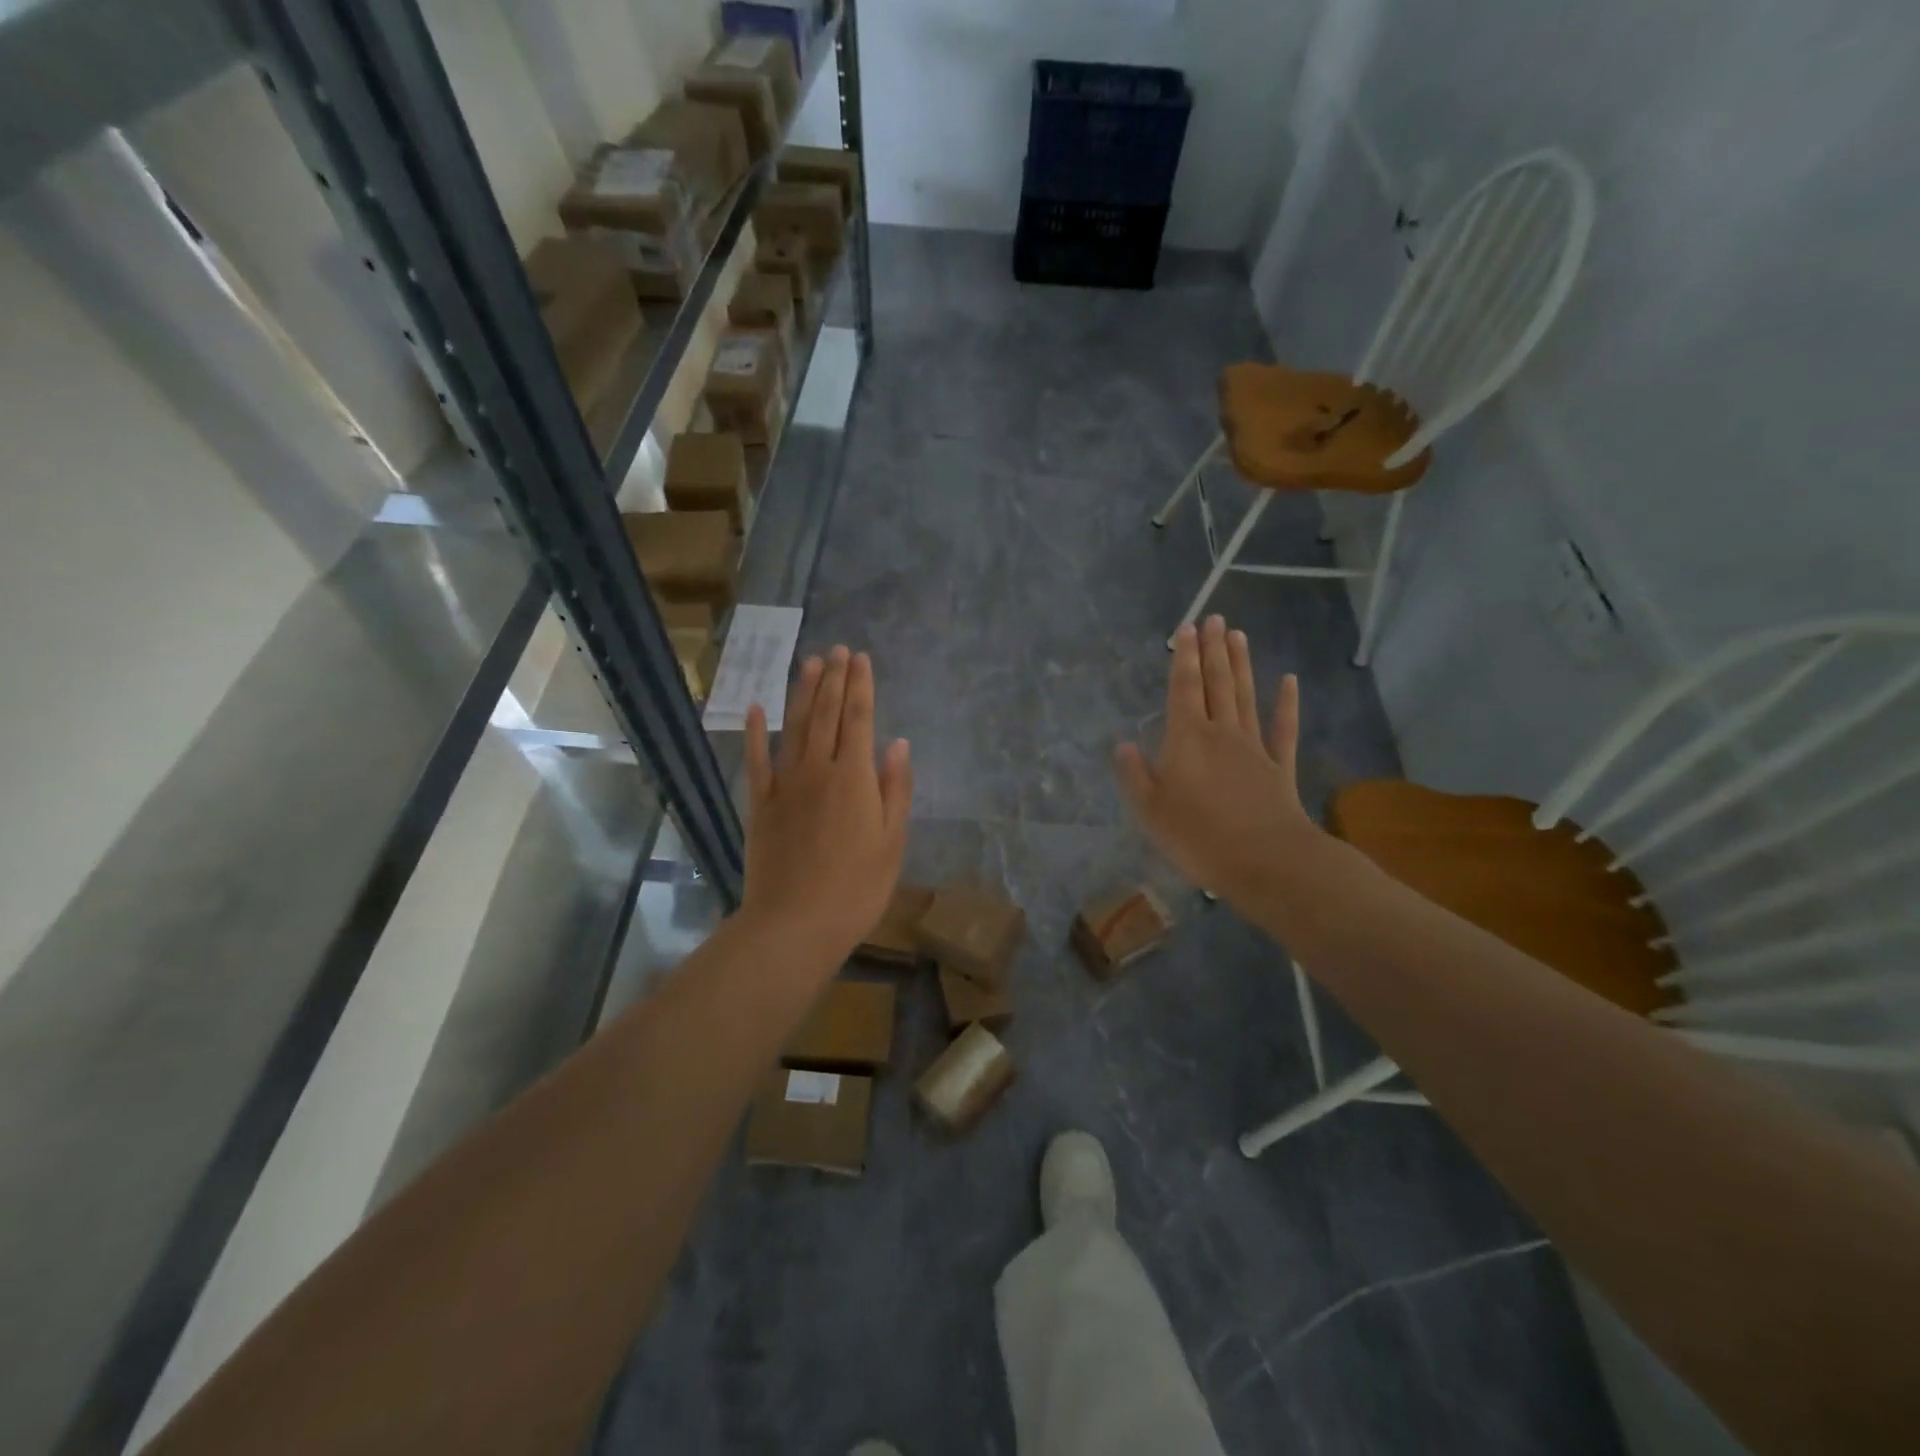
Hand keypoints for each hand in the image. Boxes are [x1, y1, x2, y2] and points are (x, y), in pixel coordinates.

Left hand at [742, 646, 912, 965]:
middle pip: (826, 714)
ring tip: (810, 662)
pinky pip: (757, 760)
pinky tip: (757, 708)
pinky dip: (756, 732)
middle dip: (833, 679)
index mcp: (855, 777)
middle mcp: (819, 769)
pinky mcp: (760, 804)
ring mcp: (785, 784)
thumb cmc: (856, 887)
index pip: (859, 718)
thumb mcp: (892, 841)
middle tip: (837, 650)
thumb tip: (898, 743)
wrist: (795, 923)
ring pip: (794, 727)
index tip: (861, 659)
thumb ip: (896, 788)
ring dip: (802, 692)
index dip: (861, 686)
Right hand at [1115, 616, 1326, 907]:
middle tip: (1214, 618)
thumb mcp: (1151, 812)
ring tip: (1238, 635)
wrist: (1267, 861)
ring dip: (1241, 664)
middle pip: (1217, 683)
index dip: (1184, 658)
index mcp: (1187, 740)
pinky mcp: (1280, 766)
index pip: (1184, 689)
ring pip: (1245, 696)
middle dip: (1212, 649)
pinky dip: (1287, 703)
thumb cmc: (1199, 837)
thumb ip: (1135, 775)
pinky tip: (1289, 681)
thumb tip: (1122, 745)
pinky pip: (1283, 728)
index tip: (1186, 628)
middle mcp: (1221, 733)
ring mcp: (1254, 747)